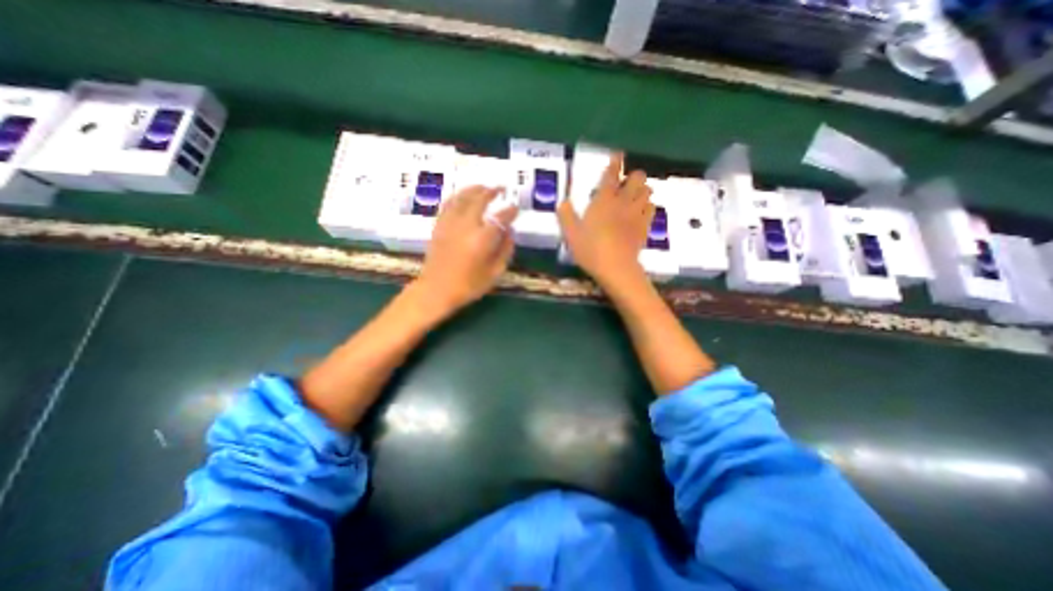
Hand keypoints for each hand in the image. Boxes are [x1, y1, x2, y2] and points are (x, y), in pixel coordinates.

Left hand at [417, 184, 519, 316]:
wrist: (436, 290)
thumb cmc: (469, 285)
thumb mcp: (495, 272)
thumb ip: (505, 249)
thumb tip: (509, 231)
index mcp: (482, 239)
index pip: (500, 218)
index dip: (510, 211)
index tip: (516, 208)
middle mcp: (466, 225)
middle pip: (480, 200)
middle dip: (491, 192)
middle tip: (500, 188)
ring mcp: (450, 223)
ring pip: (462, 197)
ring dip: (474, 189)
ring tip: (483, 187)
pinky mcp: (439, 225)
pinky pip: (449, 204)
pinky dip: (457, 196)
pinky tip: (463, 196)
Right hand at [553, 153, 655, 291]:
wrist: (616, 268)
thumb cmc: (590, 250)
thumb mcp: (571, 234)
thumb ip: (566, 216)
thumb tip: (562, 202)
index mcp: (603, 200)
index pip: (611, 175)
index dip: (615, 162)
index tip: (617, 154)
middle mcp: (623, 202)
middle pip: (637, 178)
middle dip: (634, 177)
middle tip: (625, 185)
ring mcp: (637, 214)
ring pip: (648, 191)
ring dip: (642, 191)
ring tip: (634, 198)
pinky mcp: (645, 226)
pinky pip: (652, 209)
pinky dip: (648, 206)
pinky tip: (641, 212)